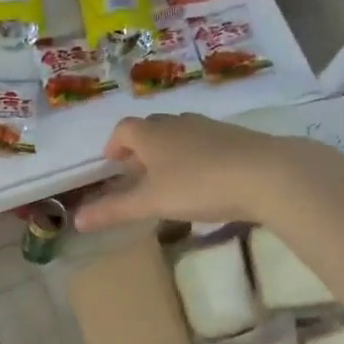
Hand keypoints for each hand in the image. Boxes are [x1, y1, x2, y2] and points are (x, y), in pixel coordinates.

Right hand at [76, 113, 310, 232]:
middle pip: (151, 128)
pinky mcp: (236, 137)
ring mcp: (209, 127)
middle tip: (138, 175)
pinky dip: (196, 156)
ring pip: (180, 133)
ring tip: (170, 179)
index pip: (124, 129)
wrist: (267, 174)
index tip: (113, 164)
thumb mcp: (152, 202)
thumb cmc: (198, 185)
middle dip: (140, 148)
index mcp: (151, 134)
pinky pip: (205, 142)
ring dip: (169, 151)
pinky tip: (205, 180)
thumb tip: (77, 220)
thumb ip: (114, 210)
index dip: (114, 145)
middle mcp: (177, 123)